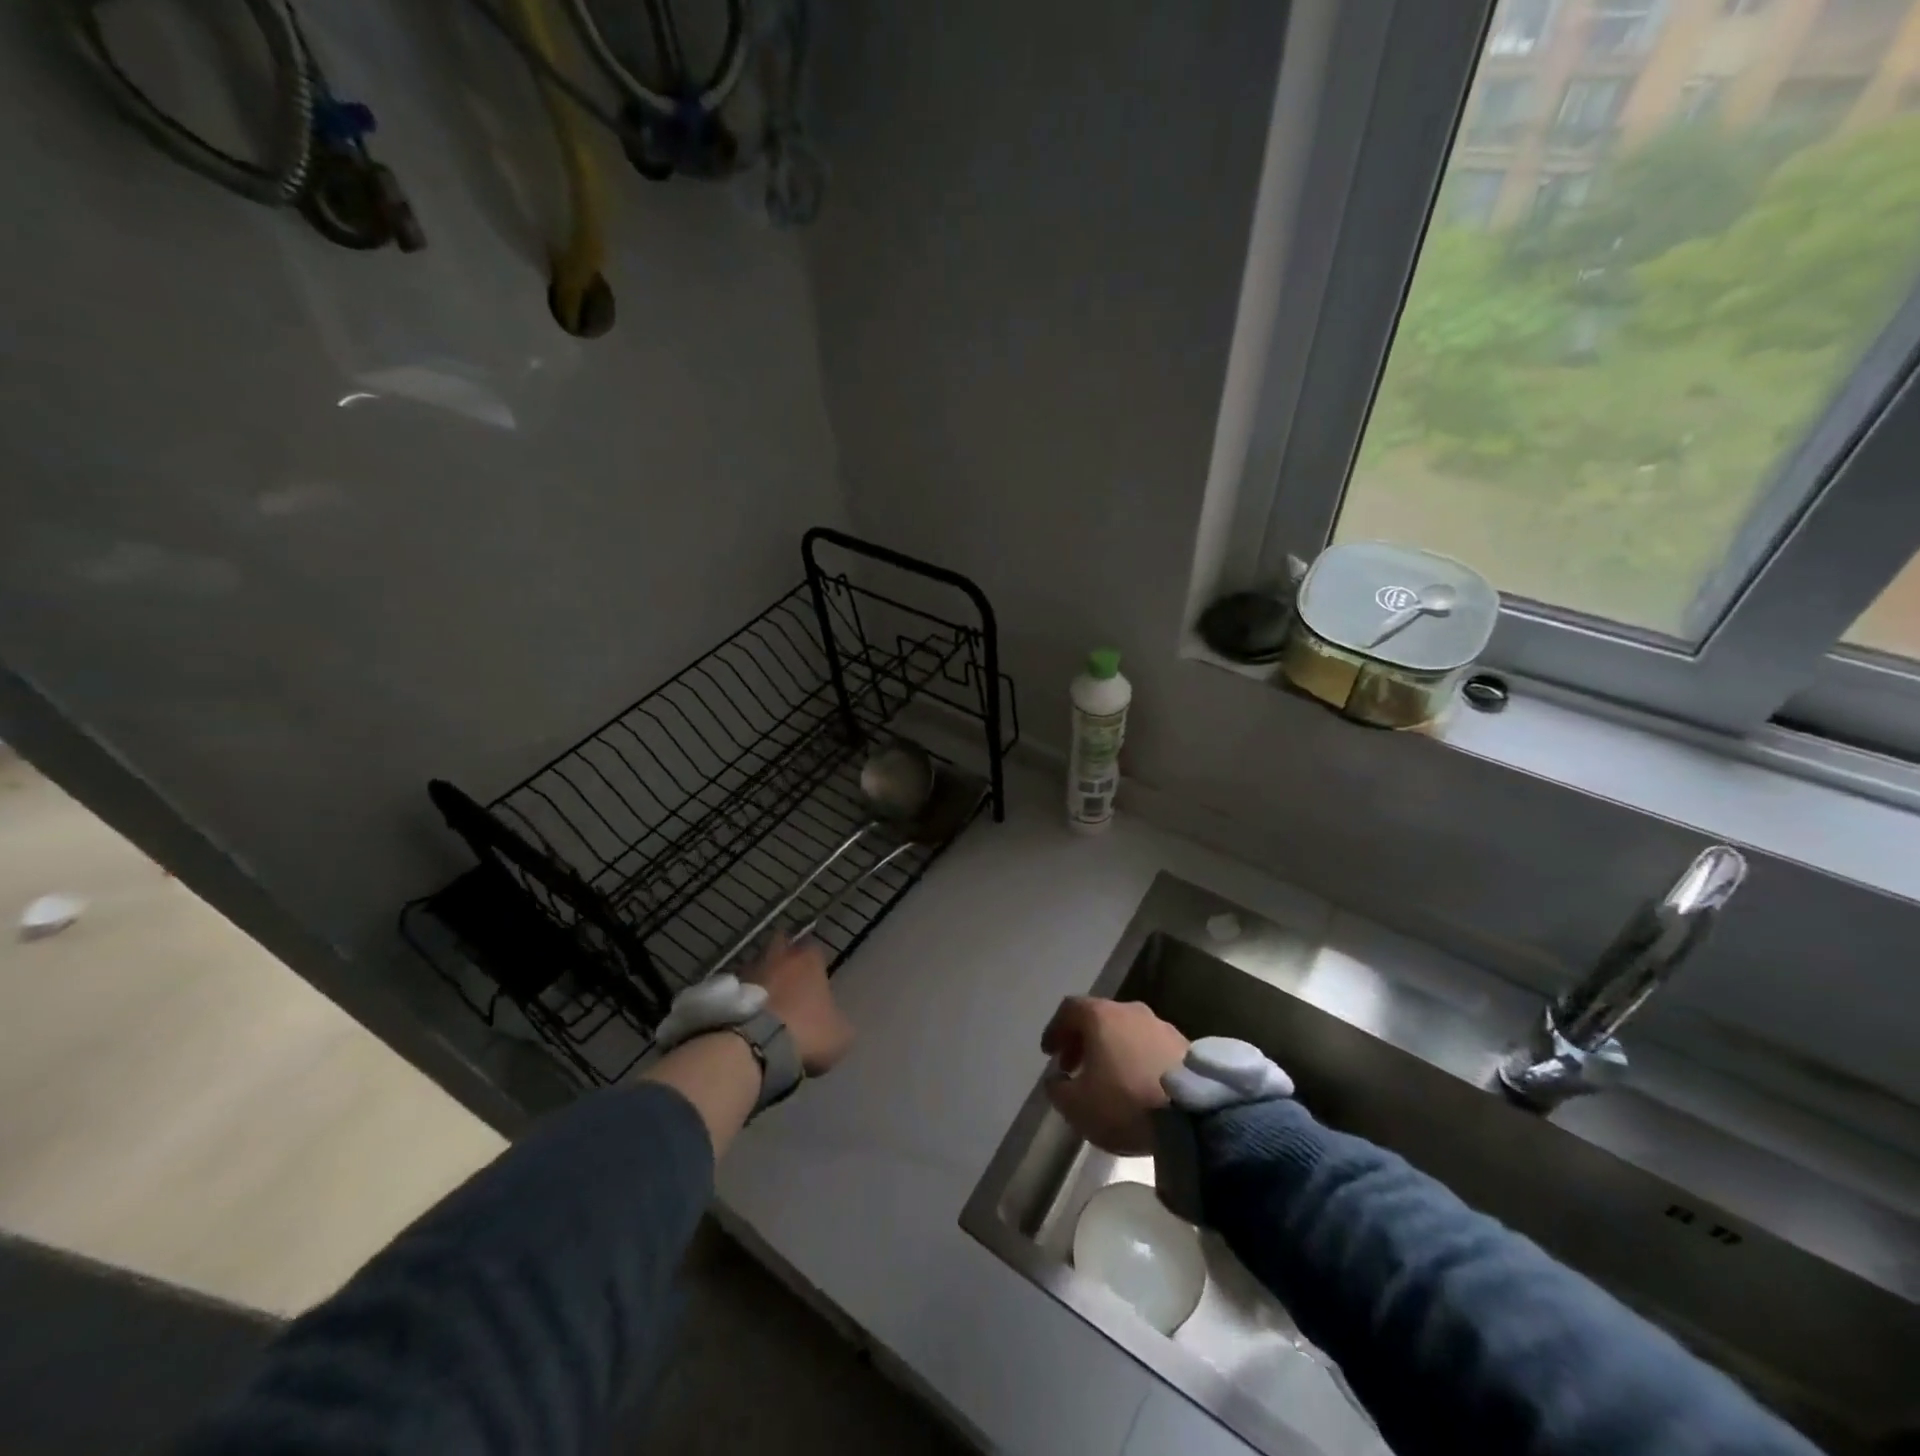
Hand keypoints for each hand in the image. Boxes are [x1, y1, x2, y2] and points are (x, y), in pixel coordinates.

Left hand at [741, 935, 852, 1076]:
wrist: (754, 1047)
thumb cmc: (806, 1033)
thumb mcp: (840, 1036)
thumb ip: (839, 1022)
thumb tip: (834, 1022)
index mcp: (808, 959)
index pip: (815, 948)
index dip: (815, 962)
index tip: (816, 979)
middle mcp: (778, 956)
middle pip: (780, 944)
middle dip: (784, 957)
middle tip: (788, 979)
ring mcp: (748, 970)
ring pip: (756, 965)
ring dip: (760, 979)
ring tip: (764, 1005)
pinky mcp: (724, 990)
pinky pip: (737, 989)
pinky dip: (741, 999)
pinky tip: (746, 1019)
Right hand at [1041, 997, 1189, 1154]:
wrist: (1194, 1116)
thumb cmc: (1125, 1102)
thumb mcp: (1077, 1106)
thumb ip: (1058, 1089)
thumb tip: (1057, 1079)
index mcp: (1101, 1015)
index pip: (1069, 1009)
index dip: (1055, 1029)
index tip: (1049, 1054)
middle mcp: (1131, 1010)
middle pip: (1099, 1017)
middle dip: (1082, 1041)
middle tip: (1074, 1068)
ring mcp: (1161, 1025)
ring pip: (1126, 1030)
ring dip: (1111, 1049)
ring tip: (1106, 1079)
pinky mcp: (1185, 1045)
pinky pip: (1149, 1045)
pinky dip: (1136, 1058)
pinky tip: (1136, 1084)